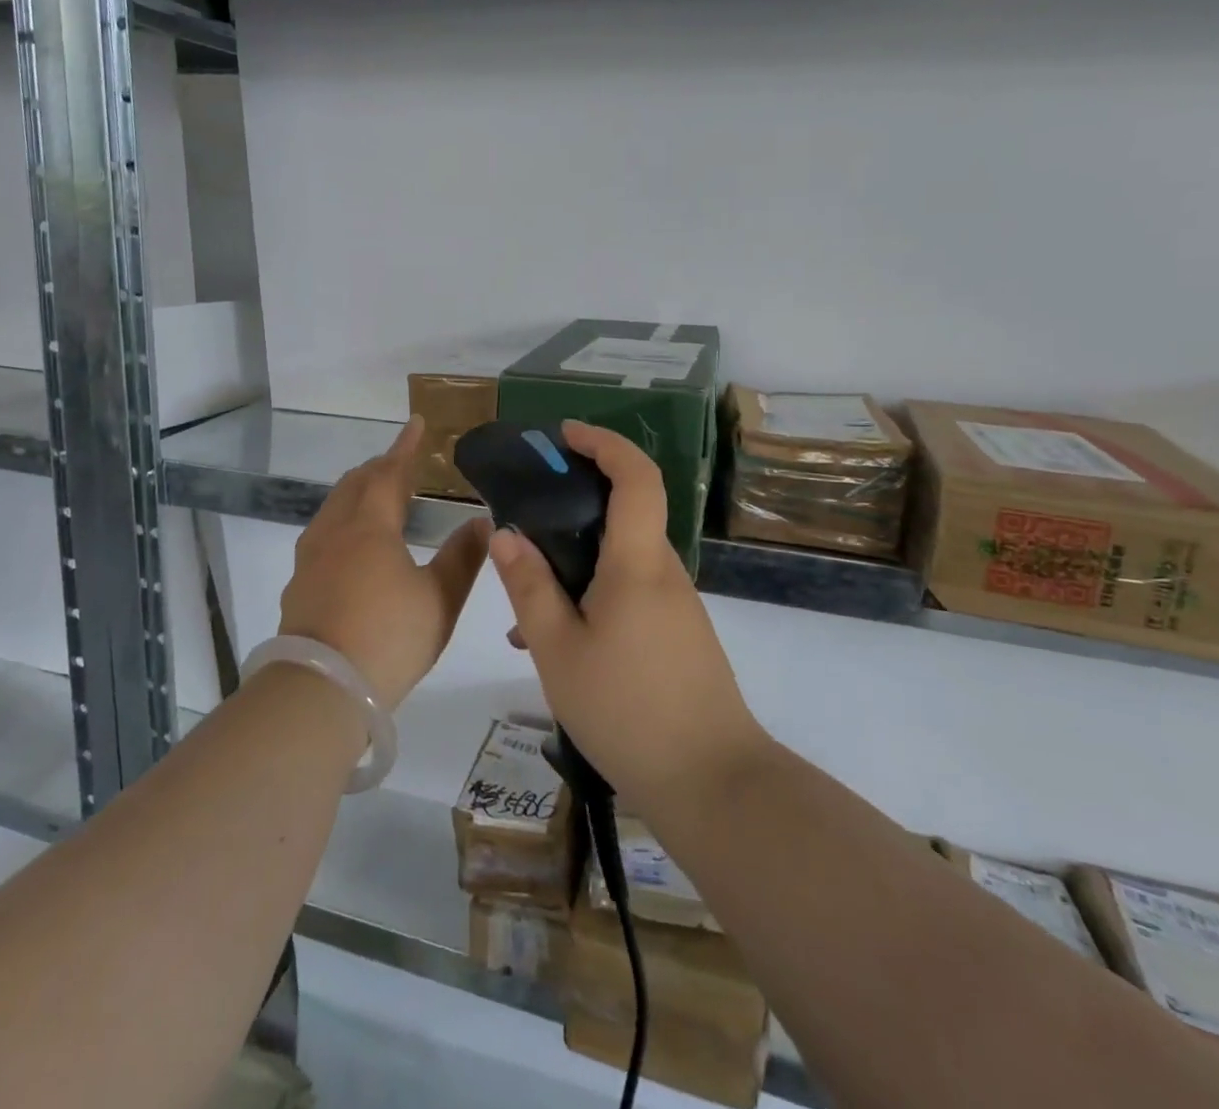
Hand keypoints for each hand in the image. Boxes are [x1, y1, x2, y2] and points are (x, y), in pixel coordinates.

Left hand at [279, 416, 491, 712]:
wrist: (320, 690)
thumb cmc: (388, 638)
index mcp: (370, 527)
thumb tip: (482, 522)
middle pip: (354, 485)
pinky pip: (322, 535)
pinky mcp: (299, 586)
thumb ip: (462, 558)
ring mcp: (310, 559)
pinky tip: (350, 546)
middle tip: (400, 462)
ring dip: (356, 493)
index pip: (389, 473)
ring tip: (375, 497)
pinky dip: (342, 522)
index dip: (406, 447)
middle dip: (378, 468)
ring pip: (333, 509)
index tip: (417, 423)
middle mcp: (335, 533)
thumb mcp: (439, 600)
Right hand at [490, 421, 763, 812]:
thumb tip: (506, 534)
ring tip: (527, 610)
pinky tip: (559, 643)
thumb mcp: (559, 650)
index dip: (604, 443)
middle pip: (627, 512)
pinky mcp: (679, 634)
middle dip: (577, 503)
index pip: (636, 477)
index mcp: (637, 563)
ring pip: (623, 560)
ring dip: (578, 562)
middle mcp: (663, 572)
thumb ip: (529, 587)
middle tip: (527, 520)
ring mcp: (677, 605)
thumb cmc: (627, 711)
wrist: (712, 784)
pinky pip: (631, 593)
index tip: (565, 435)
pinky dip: (594, 595)